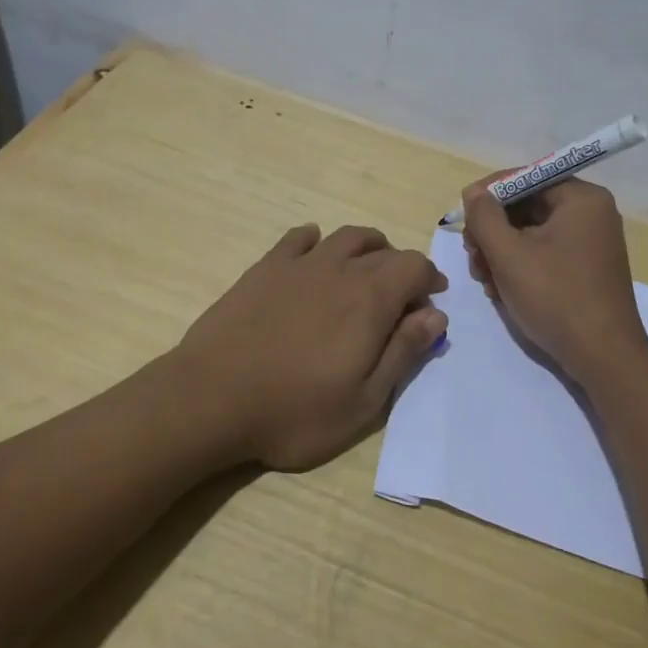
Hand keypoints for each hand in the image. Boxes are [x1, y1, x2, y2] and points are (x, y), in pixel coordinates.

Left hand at [174, 224, 447, 470]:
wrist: (212, 398)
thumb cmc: (295, 411)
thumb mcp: (364, 400)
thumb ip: (403, 352)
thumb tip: (436, 314)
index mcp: (370, 299)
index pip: (414, 266)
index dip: (429, 278)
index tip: (431, 300)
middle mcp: (340, 269)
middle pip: (383, 251)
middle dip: (401, 269)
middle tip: (400, 299)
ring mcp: (299, 264)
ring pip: (345, 237)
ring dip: (367, 248)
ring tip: (366, 271)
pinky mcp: (265, 268)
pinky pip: (299, 238)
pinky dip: (316, 240)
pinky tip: (315, 254)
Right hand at [461, 175, 647, 385]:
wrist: (604, 359)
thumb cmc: (556, 298)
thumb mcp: (509, 255)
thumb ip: (485, 217)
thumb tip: (474, 193)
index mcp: (581, 198)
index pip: (525, 178)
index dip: (488, 195)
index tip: (462, 218)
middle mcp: (591, 213)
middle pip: (526, 206)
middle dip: (493, 230)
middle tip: (473, 257)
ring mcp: (591, 242)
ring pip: (531, 232)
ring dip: (501, 252)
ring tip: (485, 280)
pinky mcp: (586, 268)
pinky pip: (545, 253)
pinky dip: (520, 266)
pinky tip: (502, 290)